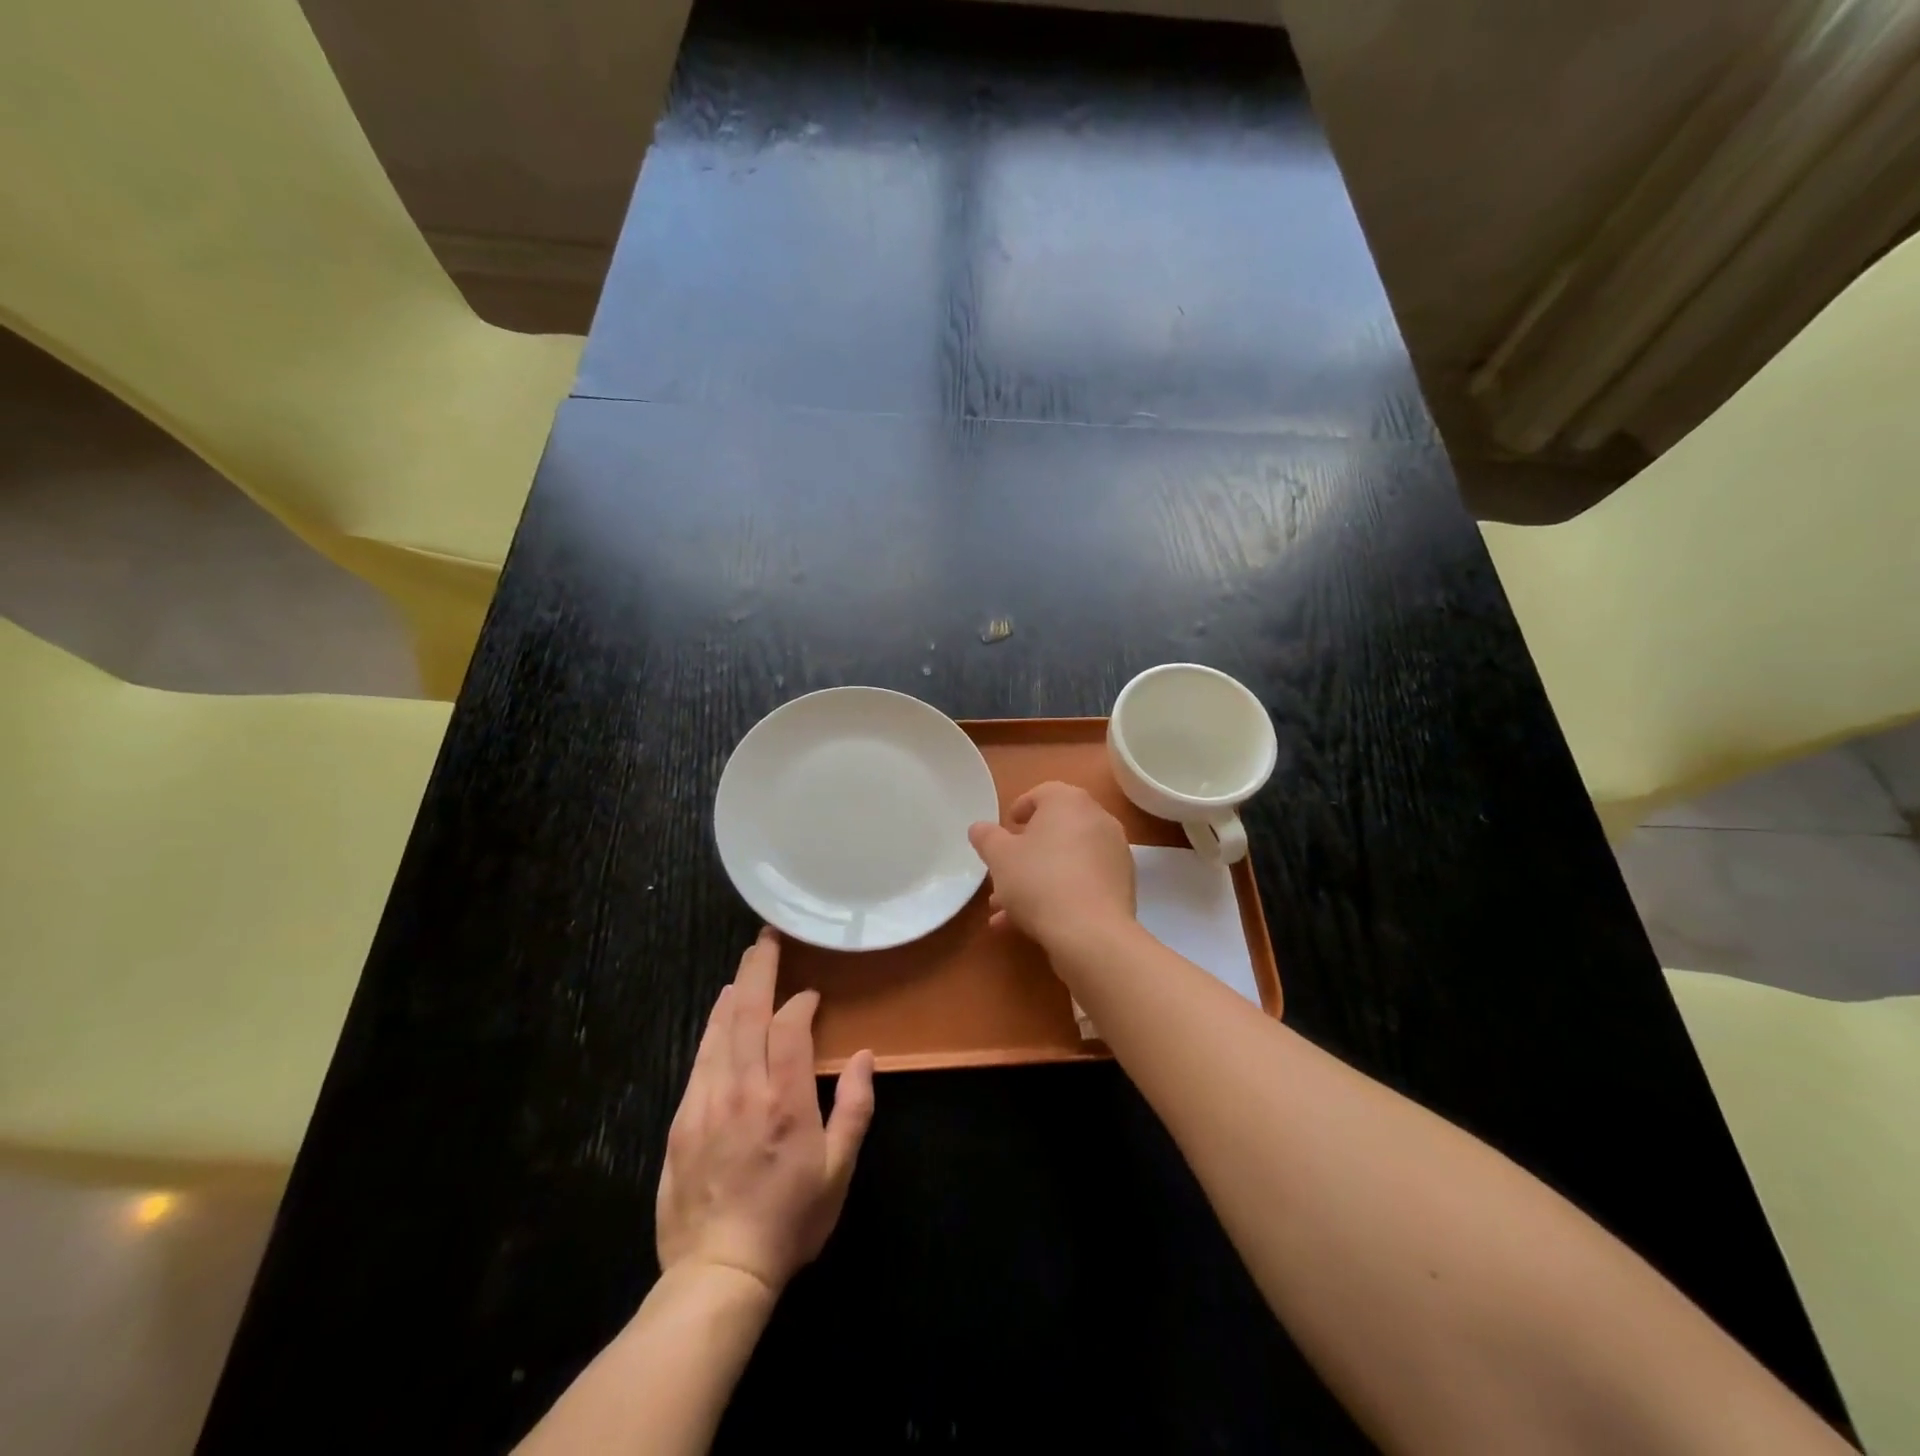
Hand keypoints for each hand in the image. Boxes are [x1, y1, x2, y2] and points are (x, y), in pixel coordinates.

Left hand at [656, 930, 875, 1295]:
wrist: (717, 1273)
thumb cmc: (789, 1221)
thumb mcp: (838, 1171)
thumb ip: (854, 1108)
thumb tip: (863, 1056)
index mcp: (785, 1100)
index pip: (789, 1027)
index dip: (801, 1003)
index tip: (811, 996)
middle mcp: (742, 1090)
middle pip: (747, 1013)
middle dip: (759, 970)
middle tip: (767, 939)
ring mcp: (706, 1101)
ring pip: (718, 1030)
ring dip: (735, 992)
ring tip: (747, 965)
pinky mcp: (681, 1118)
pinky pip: (699, 1058)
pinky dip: (712, 1027)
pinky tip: (718, 1014)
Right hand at [967, 781, 1136, 952]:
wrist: (1091, 933)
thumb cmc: (1039, 881)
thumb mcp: (1000, 858)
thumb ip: (987, 838)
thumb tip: (979, 828)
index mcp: (1069, 802)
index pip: (1043, 793)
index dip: (1020, 808)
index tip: (1007, 828)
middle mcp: (1098, 820)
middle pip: (1056, 830)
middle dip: (1026, 853)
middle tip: (1003, 872)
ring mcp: (1115, 854)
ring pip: (1067, 861)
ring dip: (1037, 880)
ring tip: (1007, 910)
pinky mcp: (1122, 886)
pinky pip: (1083, 882)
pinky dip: (1060, 894)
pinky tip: (1031, 924)